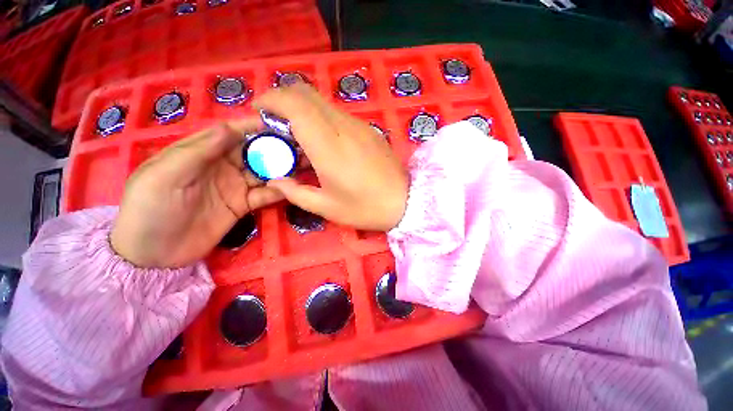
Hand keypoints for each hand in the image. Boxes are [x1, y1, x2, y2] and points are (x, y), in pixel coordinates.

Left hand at [110, 121, 283, 267]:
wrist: (153, 254)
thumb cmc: (150, 208)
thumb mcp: (165, 175)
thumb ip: (197, 151)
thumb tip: (230, 128)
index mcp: (200, 152)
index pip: (232, 132)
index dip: (254, 127)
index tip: (279, 124)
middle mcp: (222, 166)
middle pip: (254, 152)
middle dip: (276, 148)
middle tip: (300, 147)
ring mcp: (235, 186)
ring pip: (264, 172)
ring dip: (283, 169)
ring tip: (304, 165)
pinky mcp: (243, 205)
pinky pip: (265, 195)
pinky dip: (279, 191)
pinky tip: (292, 189)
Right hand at [254, 83, 408, 231]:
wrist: (405, 201)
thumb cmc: (366, 208)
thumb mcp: (327, 207)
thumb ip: (295, 192)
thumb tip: (275, 180)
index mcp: (328, 146)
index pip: (294, 103)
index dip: (271, 99)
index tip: (258, 111)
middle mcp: (343, 127)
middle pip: (306, 93)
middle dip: (283, 100)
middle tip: (274, 123)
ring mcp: (359, 125)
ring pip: (322, 103)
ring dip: (303, 111)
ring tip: (297, 137)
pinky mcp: (368, 129)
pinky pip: (337, 115)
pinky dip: (320, 119)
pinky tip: (322, 142)